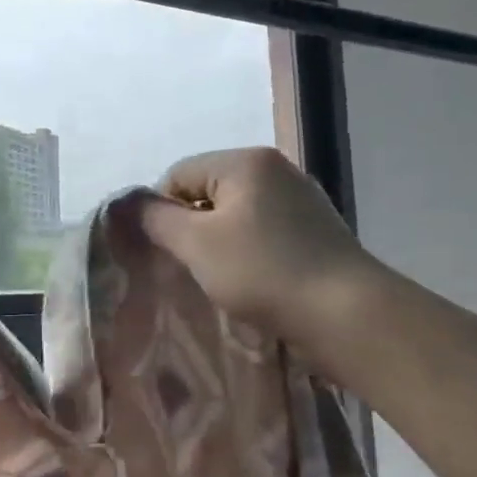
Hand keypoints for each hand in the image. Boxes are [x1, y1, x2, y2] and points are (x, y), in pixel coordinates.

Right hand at [141, 147, 392, 370]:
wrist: (349, 316)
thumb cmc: (264, 272)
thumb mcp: (196, 244)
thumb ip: (155, 218)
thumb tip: (128, 202)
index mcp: (245, 160)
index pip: (178, 174)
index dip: (163, 211)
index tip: (169, 252)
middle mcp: (275, 169)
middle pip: (208, 192)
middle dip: (193, 227)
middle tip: (193, 266)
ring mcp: (301, 199)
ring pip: (236, 214)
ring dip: (221, 242)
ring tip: (223, 278)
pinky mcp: (316, 230)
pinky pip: (264, 231)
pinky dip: (250, 251)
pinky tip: (254, 280)